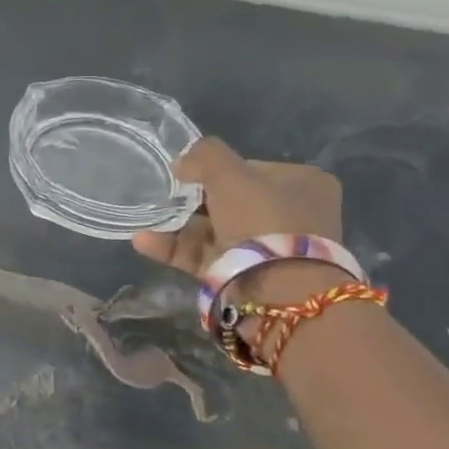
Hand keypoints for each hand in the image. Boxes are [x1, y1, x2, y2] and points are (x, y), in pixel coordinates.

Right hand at [132, 138, 342, 279]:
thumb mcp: (229, 173)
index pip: (251, 169)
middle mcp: (291, 216)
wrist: (278, 292)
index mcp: (304, 184)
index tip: (186, 174)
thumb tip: (182, 162)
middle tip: (162, 197)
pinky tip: (144, 241)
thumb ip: (204, 156)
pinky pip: (206, 257)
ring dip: (177, 226)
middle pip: (231, 201)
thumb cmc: (262, 219)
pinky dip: (175, 249)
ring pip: (215, 231)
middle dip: (192, 201)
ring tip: (144, 220)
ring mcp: (269, 250)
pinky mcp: (246, 277)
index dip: (216, 170)